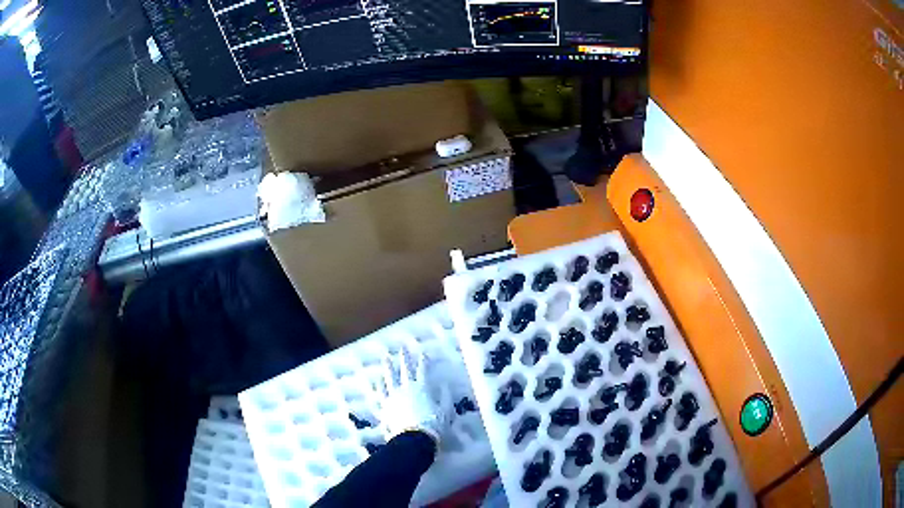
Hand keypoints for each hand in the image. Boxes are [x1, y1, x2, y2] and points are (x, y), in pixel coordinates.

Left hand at [373, 344, 448, 447]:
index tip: (424, 353)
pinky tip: (376, 381)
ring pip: (389, 378)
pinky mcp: (384, 407)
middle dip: (404, 358)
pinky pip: (380, 394)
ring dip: (388, 367)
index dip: (424, 361)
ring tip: (385, 358)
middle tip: (402, 348)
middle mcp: (406, 389)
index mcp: (422, 388)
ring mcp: (392, 397)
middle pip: (405, 370)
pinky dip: (378, 386)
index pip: (423, 370)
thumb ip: (445, 397)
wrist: (414, 439)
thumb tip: (445, 385)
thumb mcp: (446, 411)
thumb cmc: (433, 425)